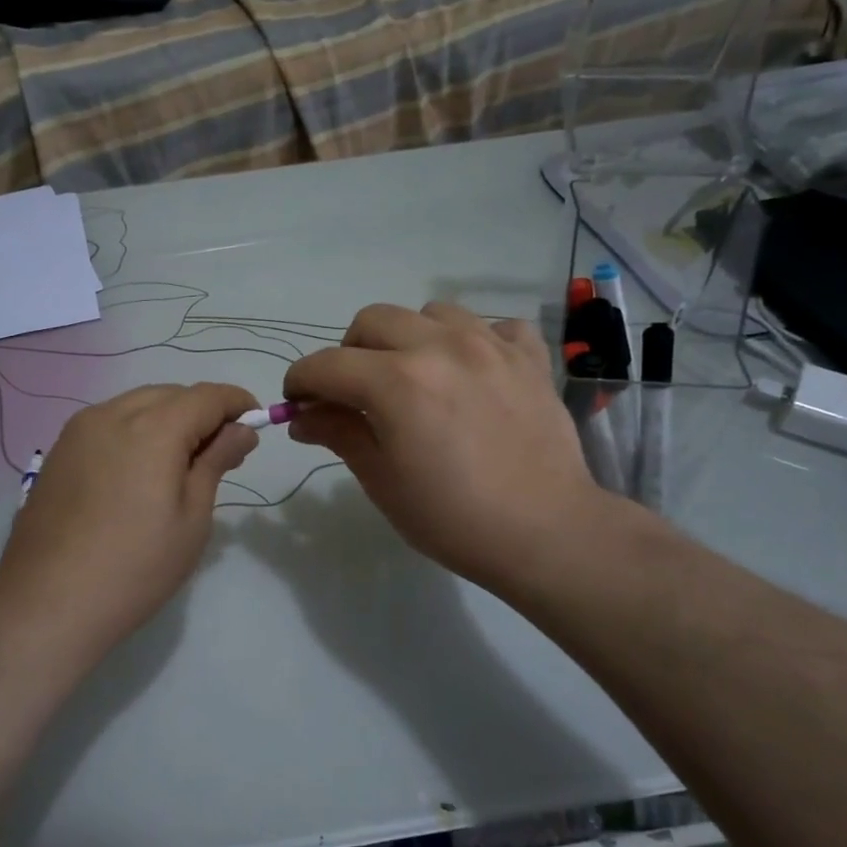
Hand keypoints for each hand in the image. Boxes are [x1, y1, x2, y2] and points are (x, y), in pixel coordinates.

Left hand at [0, 383, 258, 655]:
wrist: (48, 602)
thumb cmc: (136, 566)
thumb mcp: (192, 518)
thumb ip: (216, 461)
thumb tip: (241, 430)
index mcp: (153, 428)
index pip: (206, 396)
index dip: (237, 402)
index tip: (255, 423)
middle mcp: (112, 414)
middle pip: (170, 395)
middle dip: (202, 412)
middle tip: (222, 453)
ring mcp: (79, 430)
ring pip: (137, 405)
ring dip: (168, 419)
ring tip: (181, 463)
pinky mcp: (59, 451)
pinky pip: (109, 423)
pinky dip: (135, 431)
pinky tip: (139, 471)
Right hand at [284, 302, 624, 600]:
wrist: (547, 534)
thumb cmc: (453, 518)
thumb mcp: (382, 481)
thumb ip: (339, 434)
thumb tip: (302, 417)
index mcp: (397, 381)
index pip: (326, 364)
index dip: (301, 382)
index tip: (299, 405)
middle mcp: (440, 347)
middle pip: (373, 320)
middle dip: (350, 353)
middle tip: (356, 394)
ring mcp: (490, 345)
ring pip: (431, 313)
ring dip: (409, 338)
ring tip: (417, 377)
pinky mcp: (529, 356)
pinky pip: (493, 325)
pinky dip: (474, 341)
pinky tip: (473, 373)